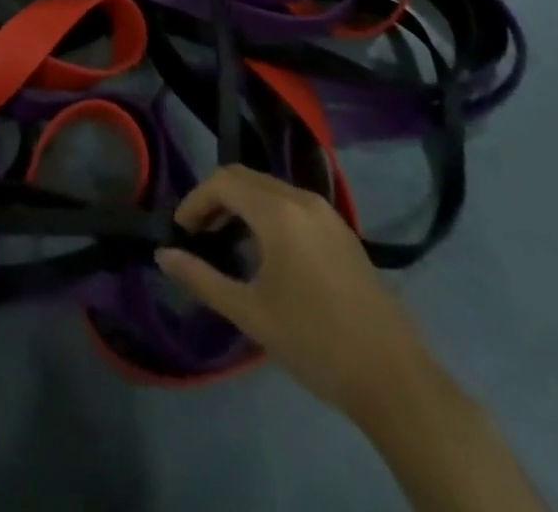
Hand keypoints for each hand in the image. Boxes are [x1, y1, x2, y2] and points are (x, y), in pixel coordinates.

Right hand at [155, 164, 434, 423]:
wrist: (395, 379)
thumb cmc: (315, 342)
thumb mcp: (250, 313)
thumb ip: (202, 278)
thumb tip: (163, 255)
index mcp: (278, 211)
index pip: (223, 182)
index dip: (195, 200)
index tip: (181, 232)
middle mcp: (302, 198)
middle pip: (245, 178)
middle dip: (216, 199)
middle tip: (198, 233)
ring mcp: (327, 213)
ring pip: (270, 189)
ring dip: (242, 205)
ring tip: (226, 241)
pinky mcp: (343, 232)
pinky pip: (293, 204)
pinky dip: (268, 213)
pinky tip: (266, 252)